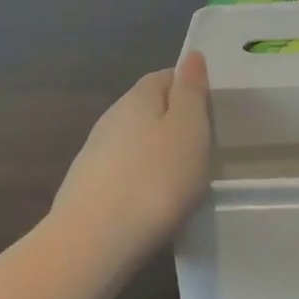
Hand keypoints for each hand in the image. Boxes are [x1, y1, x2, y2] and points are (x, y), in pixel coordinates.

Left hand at [51, 51, 211, 262]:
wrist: (93, 243)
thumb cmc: (155, 178)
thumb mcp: (189, 129)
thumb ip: (191, 91)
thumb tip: (192, 56)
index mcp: (138, 97)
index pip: (166, 76)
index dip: (190, 86)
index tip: (212, 109)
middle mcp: (111, 118)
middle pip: (148, 108)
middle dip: (174, 121)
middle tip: (204, 145)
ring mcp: (95, 154)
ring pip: (134, 142)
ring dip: (156, 152)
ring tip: (182, 177)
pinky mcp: (87, 189)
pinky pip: (123, 172)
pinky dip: (141, 179)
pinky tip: (153, 202)